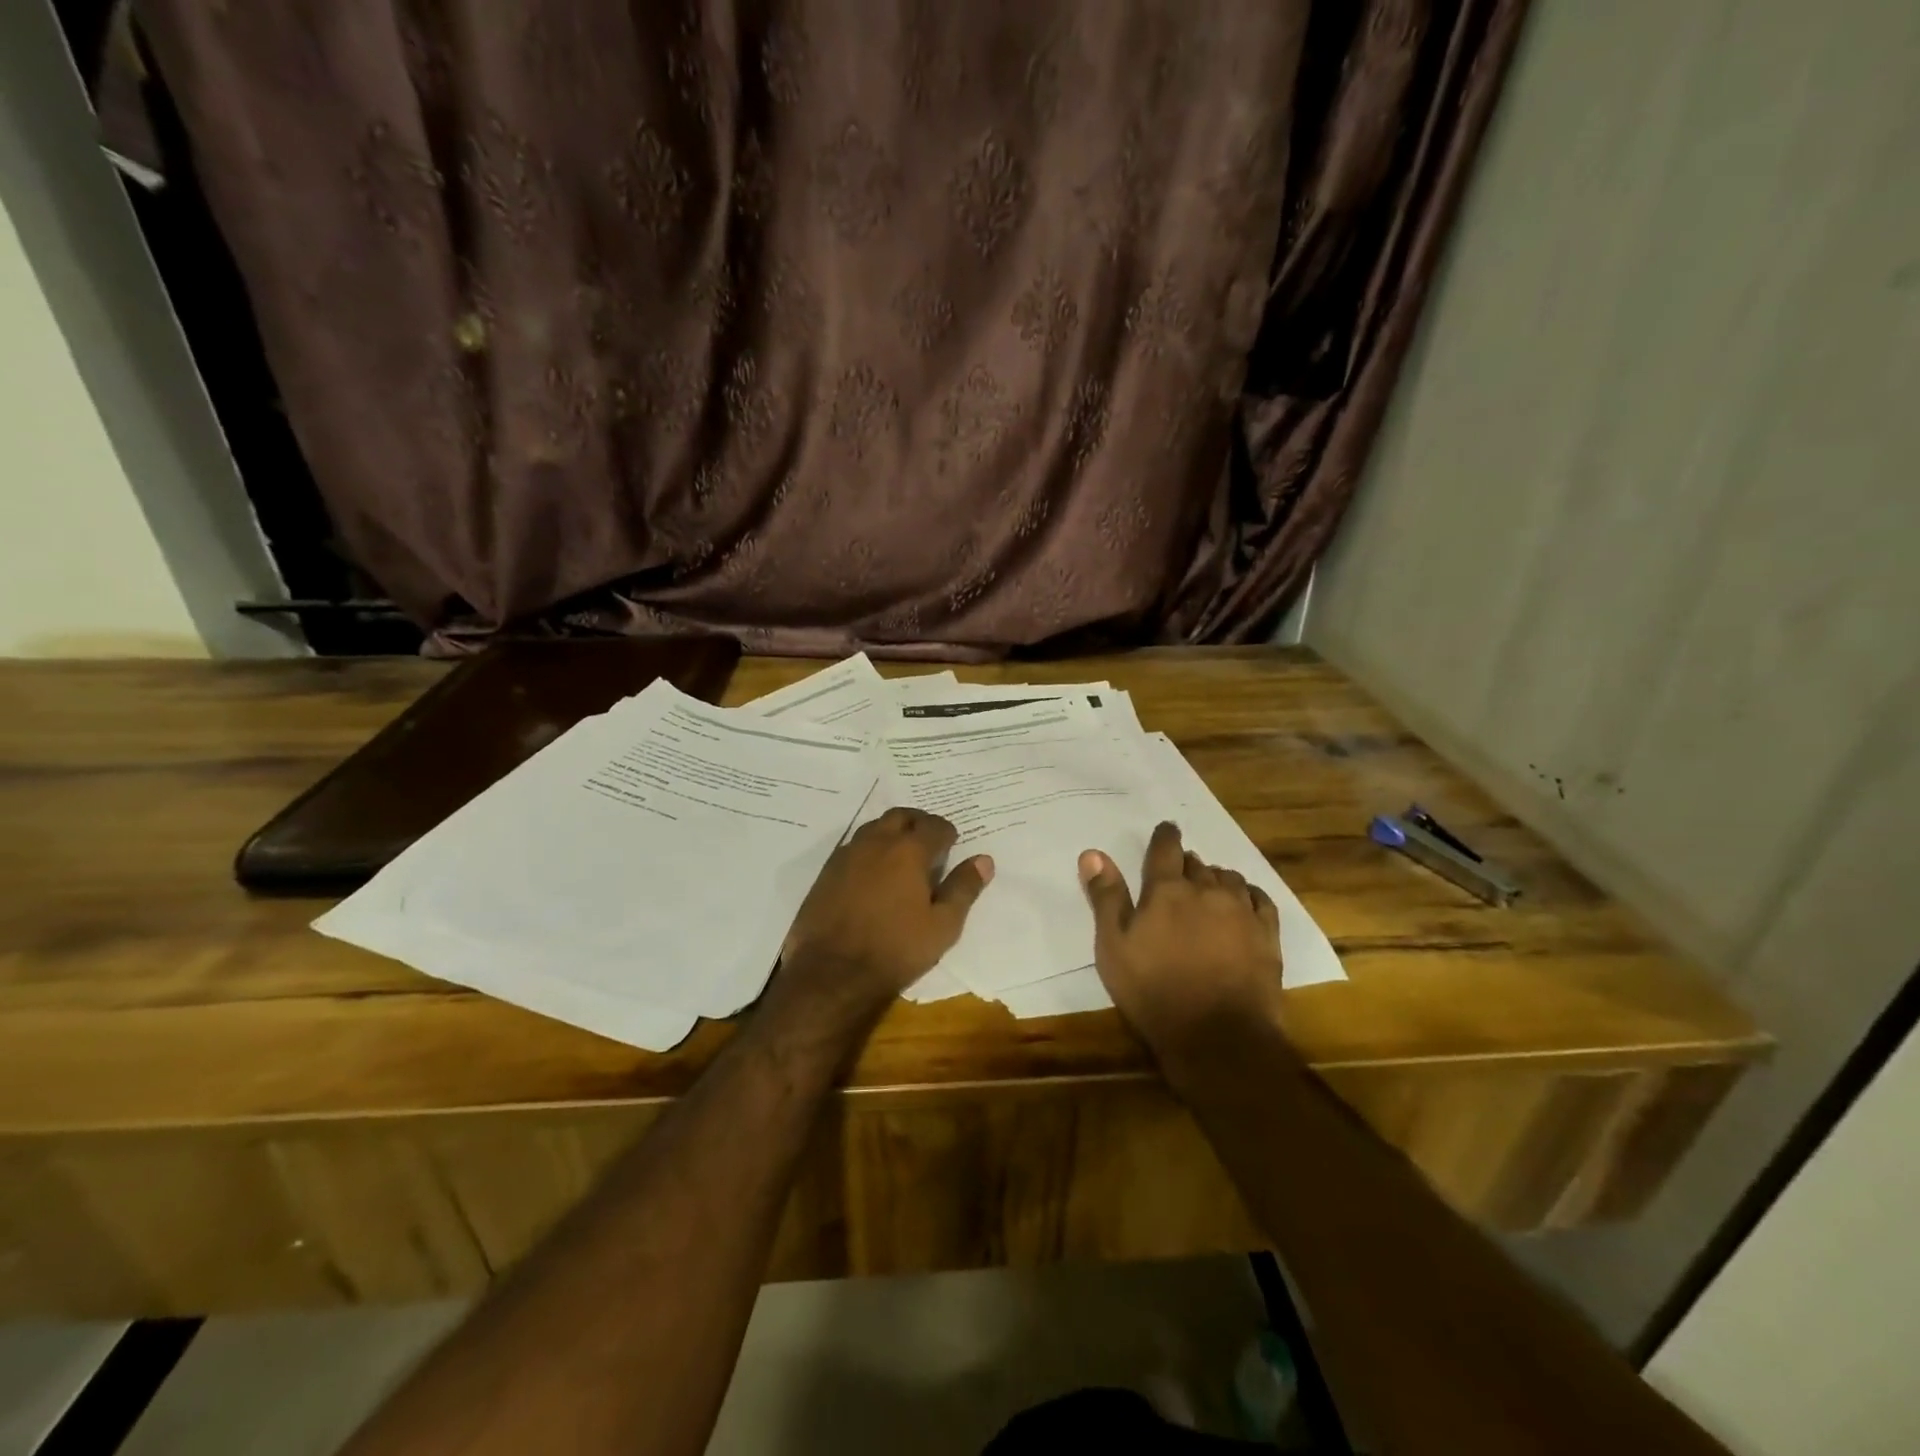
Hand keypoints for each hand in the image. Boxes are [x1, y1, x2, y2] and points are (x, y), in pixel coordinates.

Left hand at [779, 808, 992, 1019]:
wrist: (832, 973)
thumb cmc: (896, 949)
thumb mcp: (942, 926)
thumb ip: (963, 888)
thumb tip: (984, 860)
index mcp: (908, 851)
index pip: (934, 826)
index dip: (947, 832)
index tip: (952, 844)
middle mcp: (876, 843)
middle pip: (900, 816)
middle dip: (918, 823)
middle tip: (929, 841)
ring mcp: (846, 855)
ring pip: (873, 828)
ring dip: (891, 832)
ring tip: (902, 855)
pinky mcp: (826, 872)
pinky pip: (852, 847)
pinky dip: (869, 850)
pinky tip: (873, 873)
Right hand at [1080, 821, 1284, 1065]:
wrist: (1218, 1037)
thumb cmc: (1154, 991)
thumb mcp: (1114, 947)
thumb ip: (1106, 898)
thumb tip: (1093, 853)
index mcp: (1166, 890)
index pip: (1165, 849)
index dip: (1164, 836)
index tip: (1166, 830)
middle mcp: (1206, 890)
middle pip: (1197, 863)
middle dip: (1187, 864)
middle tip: (1179, 873)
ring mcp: (1241, 911)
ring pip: (1229, 878)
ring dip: (1216, 879)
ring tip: (1209, 890)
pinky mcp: (1267, 934)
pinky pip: (1260, 899)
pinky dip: (1248, 894)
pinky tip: (1244, 902)